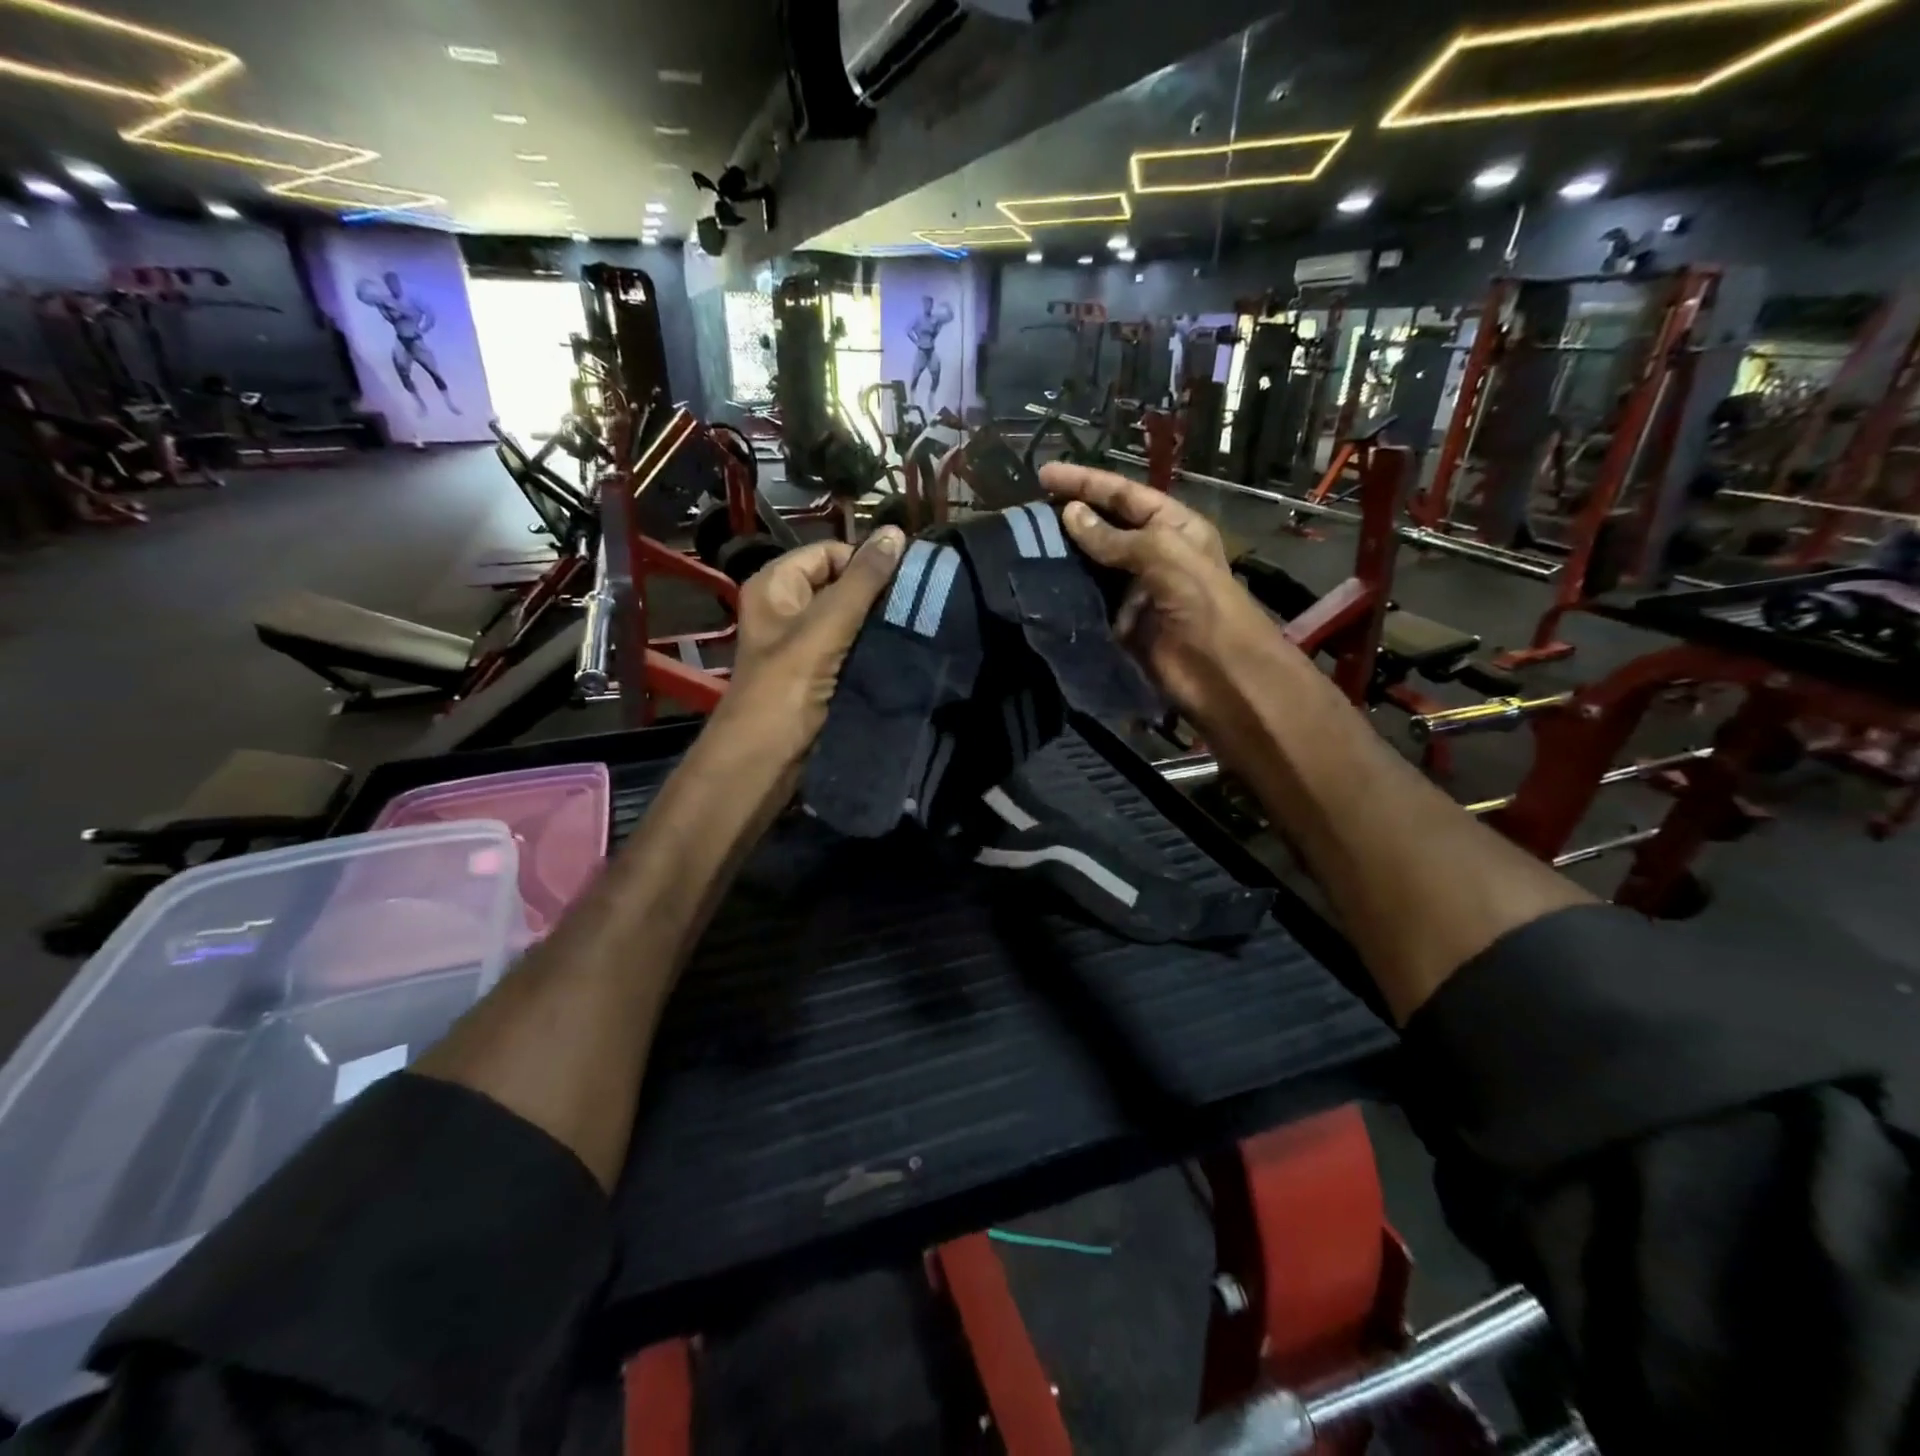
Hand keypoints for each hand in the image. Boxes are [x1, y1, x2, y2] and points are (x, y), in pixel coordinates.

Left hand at [715, 528, 905, 769]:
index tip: (908, 578)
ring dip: (879, 624)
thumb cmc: (785, 690)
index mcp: (775, 586)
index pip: (829, 553)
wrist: (764, 763)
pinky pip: (852, 651)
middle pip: (841, 586)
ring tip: (919, 625)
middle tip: (919, 602)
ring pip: (850, 621)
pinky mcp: (819, 676)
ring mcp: (803, 645)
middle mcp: (787, 609)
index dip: (865, 562)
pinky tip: (903, 652)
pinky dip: (874, 650)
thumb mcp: (824, 627)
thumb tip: (896, 532)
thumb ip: (862, 581)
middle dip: (877, 594)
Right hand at [1040, 462, 1280, 730]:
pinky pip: (1090, 601)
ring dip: (1063, 555)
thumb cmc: (1201, 603)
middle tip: (1027, 511)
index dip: (1085, 482)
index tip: (1043, 474)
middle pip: (1105, 527)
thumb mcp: (1164, 554)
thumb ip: (1115, 537)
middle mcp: (1154, 553)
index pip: (1123, 495)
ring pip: (1092, 565)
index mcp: (1174, 526)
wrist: (1218, 672)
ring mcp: (1135, 590)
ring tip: (1023, 544)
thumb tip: (1070, 514)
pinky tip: (1039, 584)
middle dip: (1071, 516)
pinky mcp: (1120, 623)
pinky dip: (1067, 593)